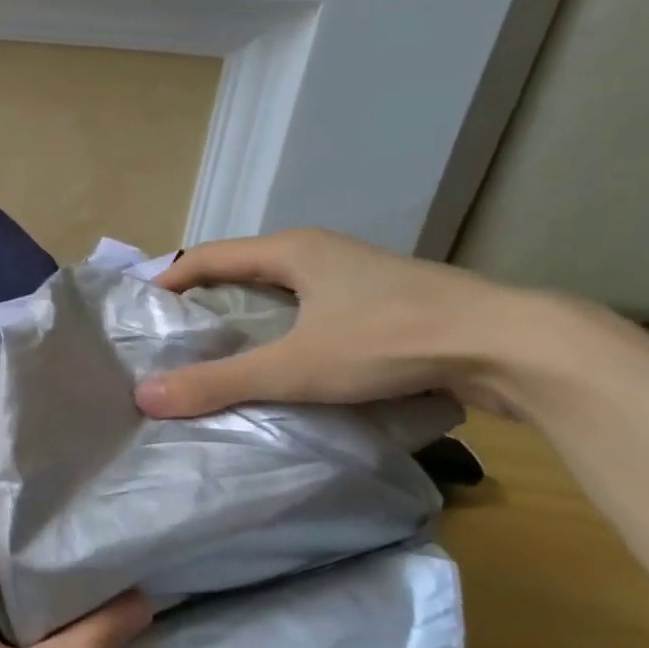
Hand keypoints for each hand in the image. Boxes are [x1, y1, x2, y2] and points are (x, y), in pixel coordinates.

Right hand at [134, 228, 530, 419]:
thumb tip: (144, 396)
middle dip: (204, 296)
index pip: (209, 255)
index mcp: (293, 251)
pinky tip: (286, 361)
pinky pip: (315, 309)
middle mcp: (322, 253)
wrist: (508, 345)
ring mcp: (358, 276)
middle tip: (173, 334)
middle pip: (243, 268)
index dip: (170, 276)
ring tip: (219, 352)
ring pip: (283, 289)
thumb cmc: (389, 340)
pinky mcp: (386, 303)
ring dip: (247, 314)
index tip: (141, 307)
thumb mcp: (294, 367)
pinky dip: (286, 329)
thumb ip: (218, 383)